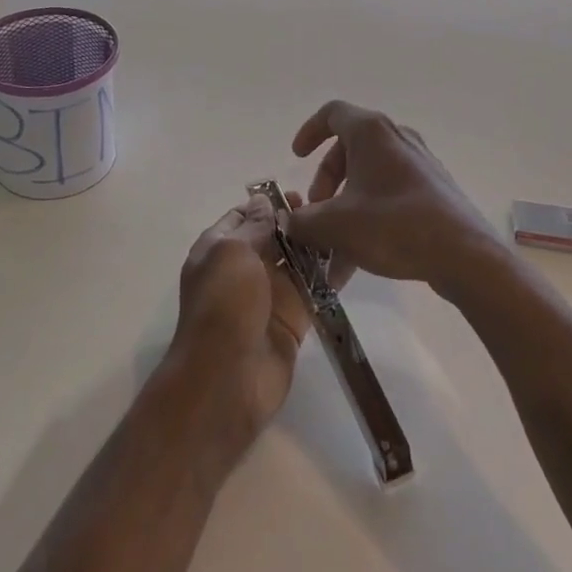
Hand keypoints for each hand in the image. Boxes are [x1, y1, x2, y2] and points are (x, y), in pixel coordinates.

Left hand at [169, 192, 333, 456]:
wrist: (227, 378)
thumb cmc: (224, 304)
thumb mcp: (232, 252)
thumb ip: (253, 225)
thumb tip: (264, 201)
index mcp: (219, 249)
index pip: (243, 216)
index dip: (267, 203)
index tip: (299, 193)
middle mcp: (243, 269)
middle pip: (273, 237)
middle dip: (297, 221)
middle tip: (329, 208)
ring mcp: (269, 294)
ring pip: (297, 261)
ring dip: (316, 245)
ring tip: (346, 226)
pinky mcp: (293, 318)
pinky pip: (314, 289)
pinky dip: (329, 275)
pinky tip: (352, 256)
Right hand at [287, 100, 495, 294]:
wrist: (464, 255)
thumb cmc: (394, 225)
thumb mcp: (336, 225)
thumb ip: (303, 221)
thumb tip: (289, 221)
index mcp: (371, 133)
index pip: (332, 113)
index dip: (309, 131)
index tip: (296, 158)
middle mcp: (396, 139)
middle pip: (347, 152)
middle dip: (325, 186)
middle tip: (315, 216)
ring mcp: (418, 166)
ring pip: (367, 181)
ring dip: (342, 213)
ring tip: (330, 257)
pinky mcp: (432, 192)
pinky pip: (388, 198)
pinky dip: (366, 222)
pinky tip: (354, 265)